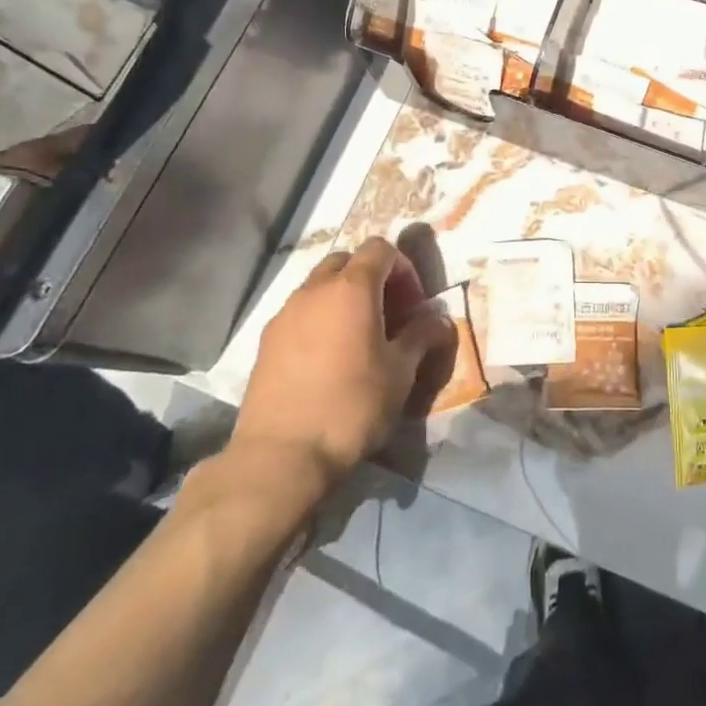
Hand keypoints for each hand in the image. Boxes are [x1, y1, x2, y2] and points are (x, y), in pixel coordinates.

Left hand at [223, 237, 455, 509]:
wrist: (282, 456)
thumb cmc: (352, 406)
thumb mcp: (400, 372)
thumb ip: (422, 337)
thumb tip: (440, 320)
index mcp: (352, 288)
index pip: (380, 248)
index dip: (402, 268)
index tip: (413, 305)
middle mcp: (315, 290)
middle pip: (346, 261)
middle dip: (371, 278)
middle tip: (388, 314)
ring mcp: (285, 314)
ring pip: (319, 286)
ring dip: (342, 298)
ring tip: (357, 338)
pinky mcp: (265, 341)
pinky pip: (299, 313)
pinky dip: (318, 320)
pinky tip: (327, 359)